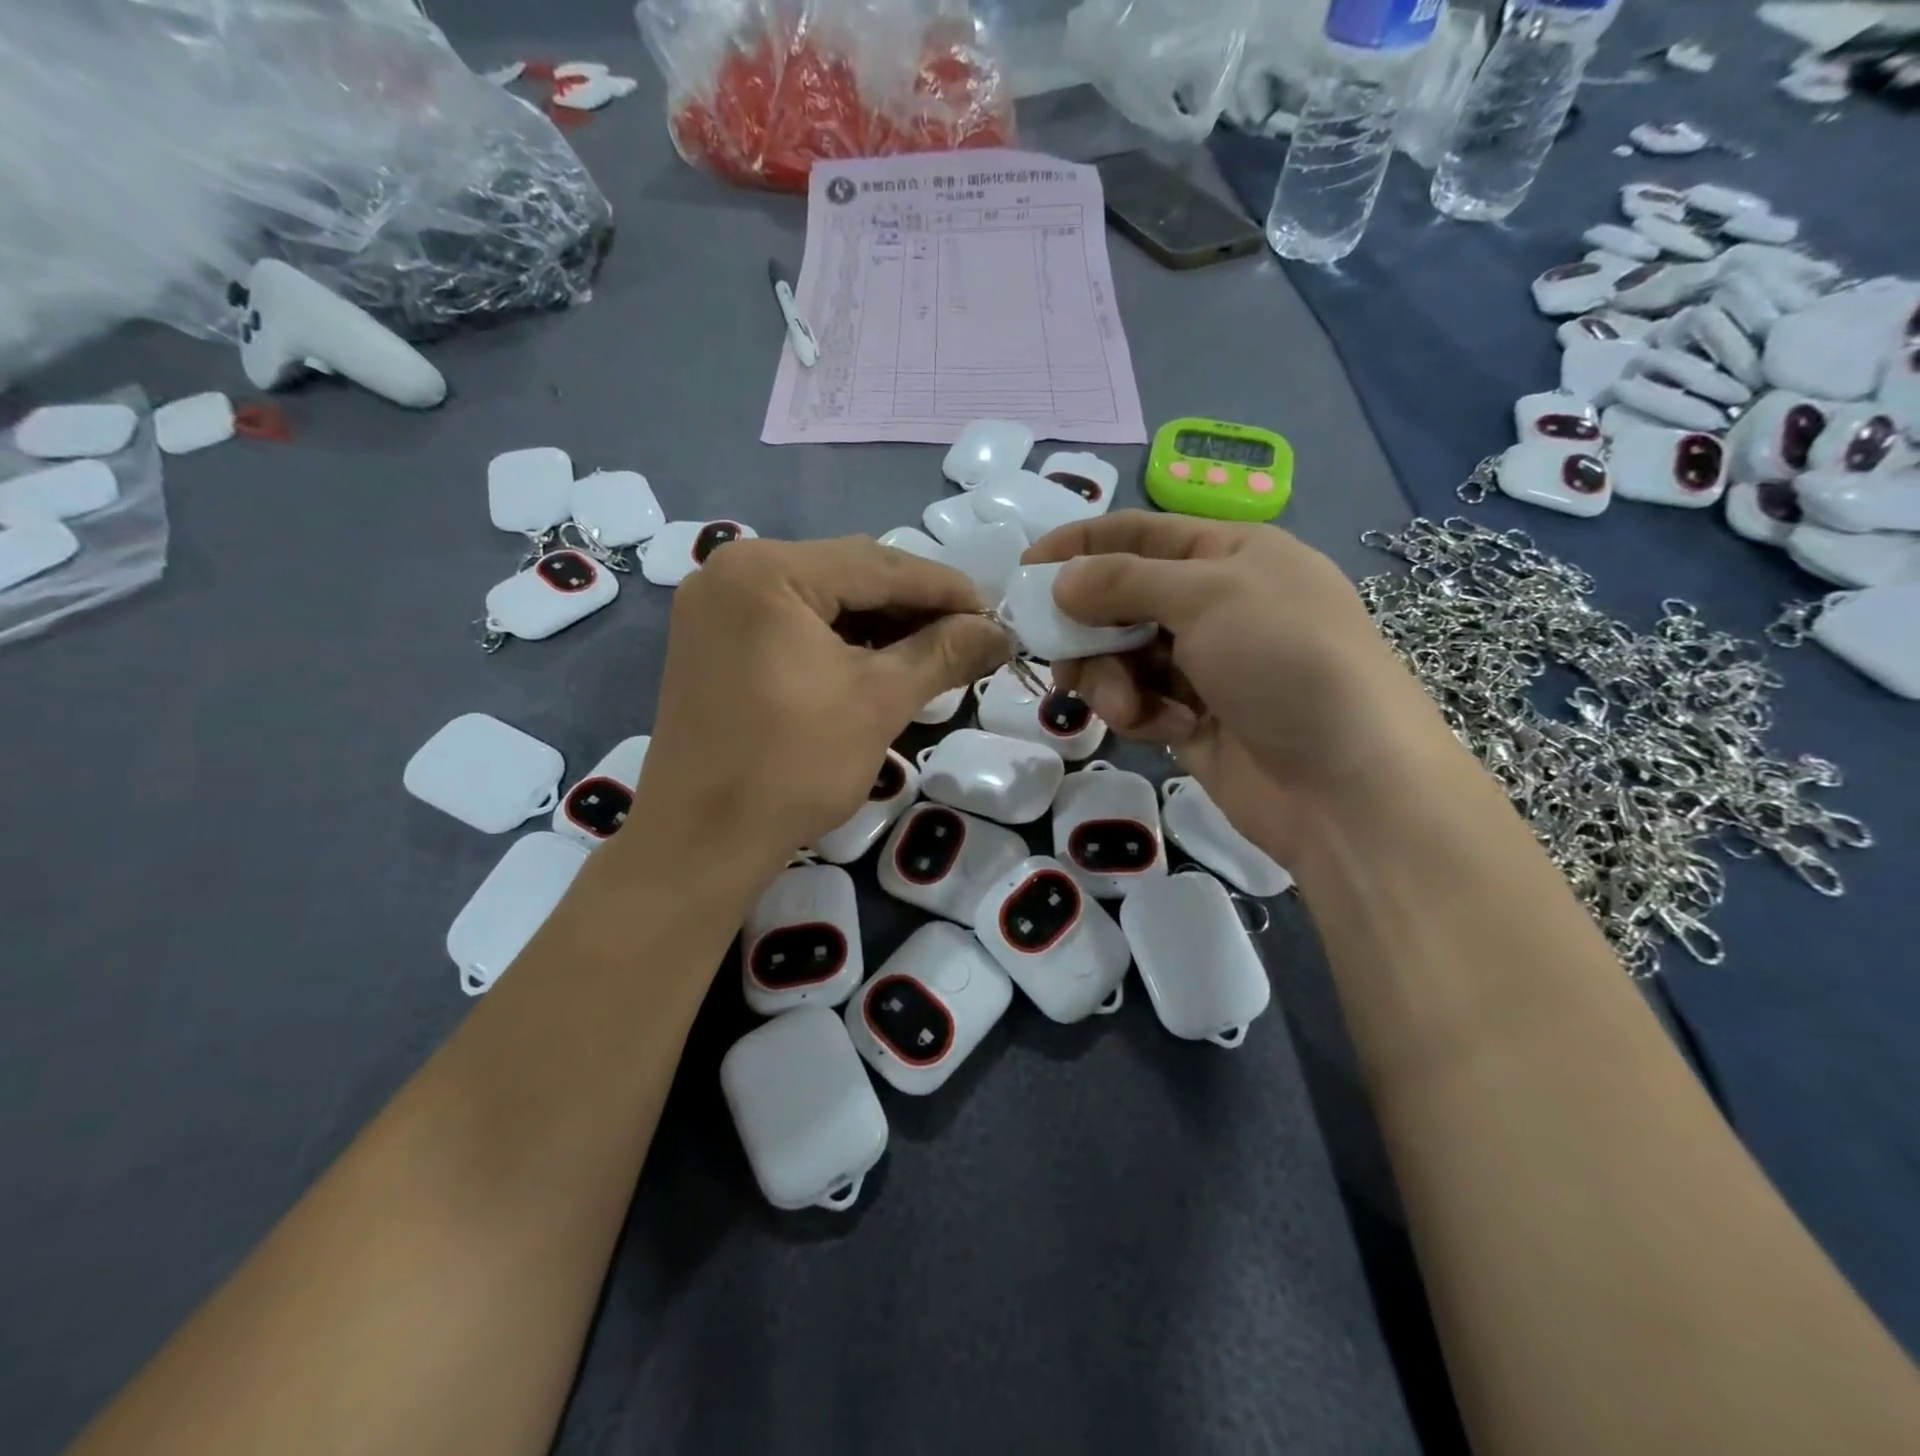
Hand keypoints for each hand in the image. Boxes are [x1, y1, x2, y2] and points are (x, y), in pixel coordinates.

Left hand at [632, 536, 1009, 872]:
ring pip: (820, 600)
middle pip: (847, 575)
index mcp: (767, 570)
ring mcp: (715, 608)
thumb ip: (944, 654)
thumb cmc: (792, 766)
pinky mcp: (712, 644)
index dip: (947, 589)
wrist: (701, 843)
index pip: (879, 564)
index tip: (996, 615)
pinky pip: (791, 624)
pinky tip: (878, 664)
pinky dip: (839, 641)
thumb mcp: (879, 701)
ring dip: (879, 624)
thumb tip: (1000, 633)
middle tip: (969, 637)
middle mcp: (732, 570)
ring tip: (933, 654)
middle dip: (913, 606)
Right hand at [1026, 513, 1443, 859]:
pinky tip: (1168, 730)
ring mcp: (1202, 665)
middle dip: (1088, 628)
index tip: (1025, 569)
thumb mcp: (1207, 597)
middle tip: (1062, 655)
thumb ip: (1123, 582)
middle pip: (1119, 600)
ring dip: (1112, 680)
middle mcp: (1213, 604)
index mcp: (1228, 554)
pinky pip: (1139, 701)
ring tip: (1128, 707)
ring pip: (1120, 656)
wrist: (1347, 783)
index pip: (1137, 534)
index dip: (1079, 545)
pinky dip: (1142, 714)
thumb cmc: (1286, 662)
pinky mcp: (1191, 718)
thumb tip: (1059, 582)